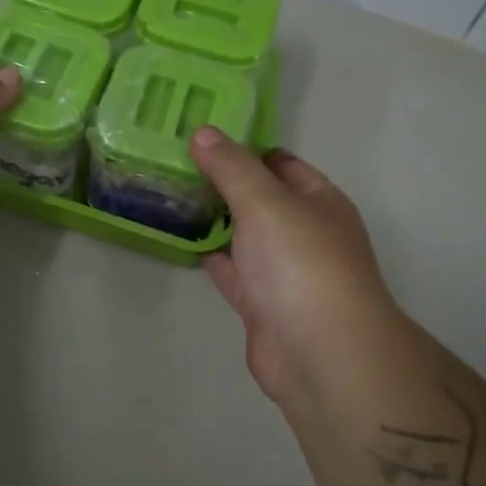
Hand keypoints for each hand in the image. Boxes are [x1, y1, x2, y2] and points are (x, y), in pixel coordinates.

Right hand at [190, 128, 404, 410]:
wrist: (319, 353)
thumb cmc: (301, 263)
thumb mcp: (266, 202)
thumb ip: (232, 168)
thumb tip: (203, 132)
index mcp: (318, 200)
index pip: (279, 162)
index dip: (242, 147)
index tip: (198, 136)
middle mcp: (303, 231)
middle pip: (259, 198)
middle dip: (221, 182)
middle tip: (171, 162)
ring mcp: (282, 270)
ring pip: (243, 235)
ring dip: (213, 218)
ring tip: (167, 194)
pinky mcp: (261, 303)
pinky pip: (231, 270)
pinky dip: (210, 255)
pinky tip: (180, 239)